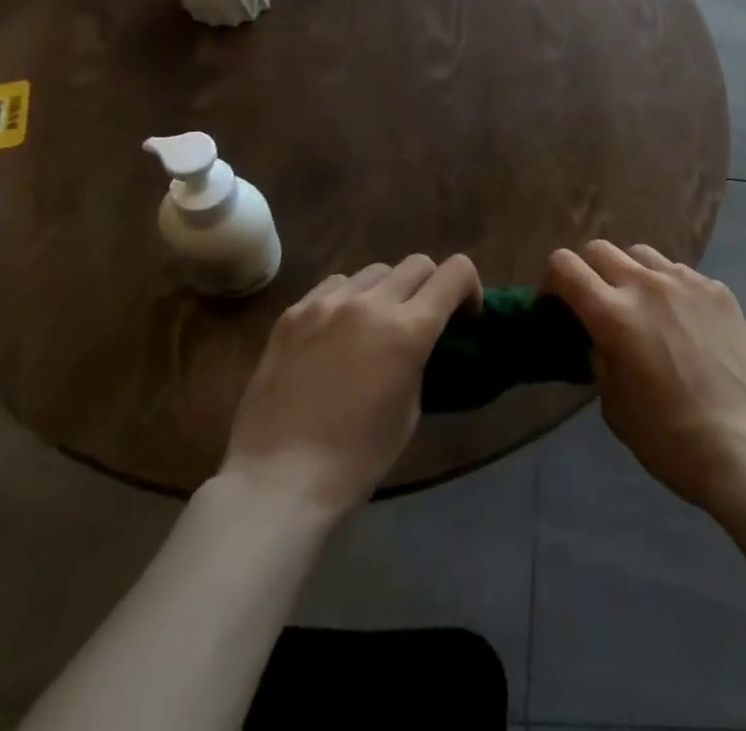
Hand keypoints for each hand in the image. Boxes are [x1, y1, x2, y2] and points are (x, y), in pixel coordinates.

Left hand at [223, 254, 482, 514]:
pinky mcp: (293, 312)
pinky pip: (334, 285)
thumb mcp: (409, 410)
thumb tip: (417, 342)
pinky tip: (337, 331)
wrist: (276, 481)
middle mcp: (371, 303)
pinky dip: (348, 298)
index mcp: (408, 329)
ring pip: (375, 271)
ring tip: (374, 325)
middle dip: (430, 286)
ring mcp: (327, 303)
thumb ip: (419, 359)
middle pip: (417, 264)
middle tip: (422, 319)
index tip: (464, 314)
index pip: (455, 272)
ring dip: (387, 290)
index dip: (469, 286)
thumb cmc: (354, 460)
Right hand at [544, 240, 745, 512]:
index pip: (565, 266)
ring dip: (629, 273)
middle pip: (600, 249)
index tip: (555, 305)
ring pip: (642, 254)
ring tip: (641, 306)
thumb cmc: (671, 439)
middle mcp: (646, 285)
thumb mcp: (615, 407)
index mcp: (613, 315)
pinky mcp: (718, 290)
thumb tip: (600, 339)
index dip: (551, 281)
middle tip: (595, 303)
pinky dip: (668, 288)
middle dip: (587, 270)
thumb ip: (600, 360)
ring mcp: (686, 282)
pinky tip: (682, 322)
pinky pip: (680, 274)